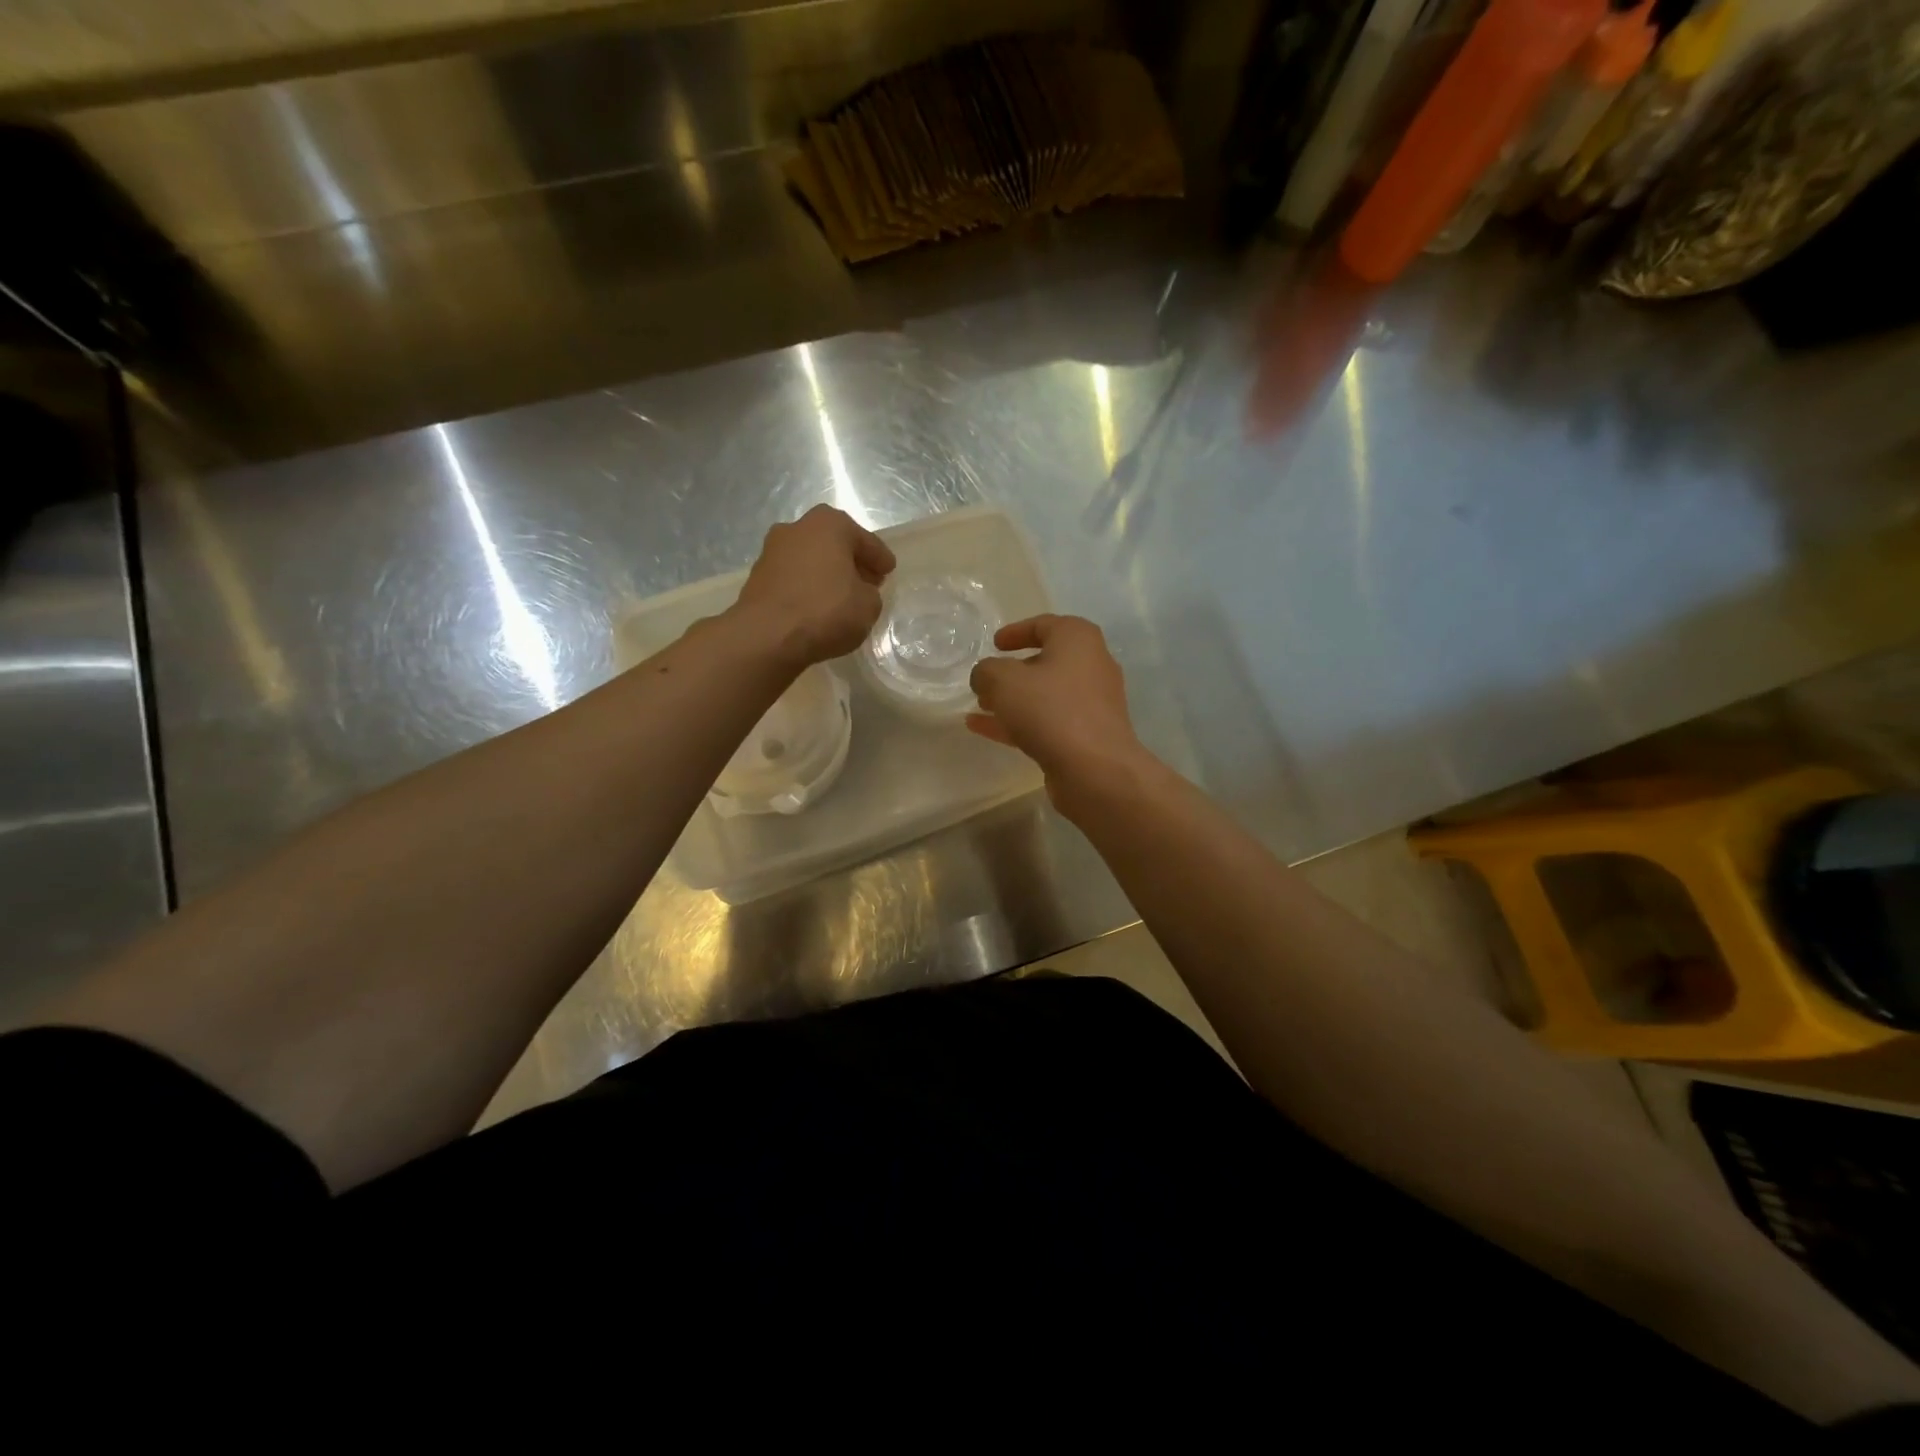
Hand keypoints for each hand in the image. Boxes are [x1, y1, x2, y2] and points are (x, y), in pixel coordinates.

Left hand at [731, 505, 894, 667]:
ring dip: (826, 574)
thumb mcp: (868, 606)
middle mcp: (798, 527)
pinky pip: (793, 578)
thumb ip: (869, 593)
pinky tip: (816, 607)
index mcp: (830, 524)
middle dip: (851, 562)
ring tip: (841, 597)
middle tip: (867, 582)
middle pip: (834, 544)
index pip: (865, 541)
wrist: (767, 635)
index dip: (880, 558)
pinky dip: (806, 588)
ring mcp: (772, 550)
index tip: (889, 571)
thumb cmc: (826, 610)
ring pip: (811, 560)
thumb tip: (858, 592)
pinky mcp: (757, 576)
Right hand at [967, 615, 1146, 798]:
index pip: (1044, 624)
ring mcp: (1091, 703)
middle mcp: (1091, 666)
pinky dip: (1018, 722)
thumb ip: (986, 671)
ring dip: (1013, 699)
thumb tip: (985, 677)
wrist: (1095, 769)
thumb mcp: (1003, 680)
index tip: (994, 644)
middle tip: (986, 680)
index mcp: (1078, 639)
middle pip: (1046, 661)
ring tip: (980, 706)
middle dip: (1012, 671)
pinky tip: (983, 729)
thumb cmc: (1050, 709)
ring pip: (1045, 695)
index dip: (1016, 632)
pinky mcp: (1086, 735)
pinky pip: (1047, 721)